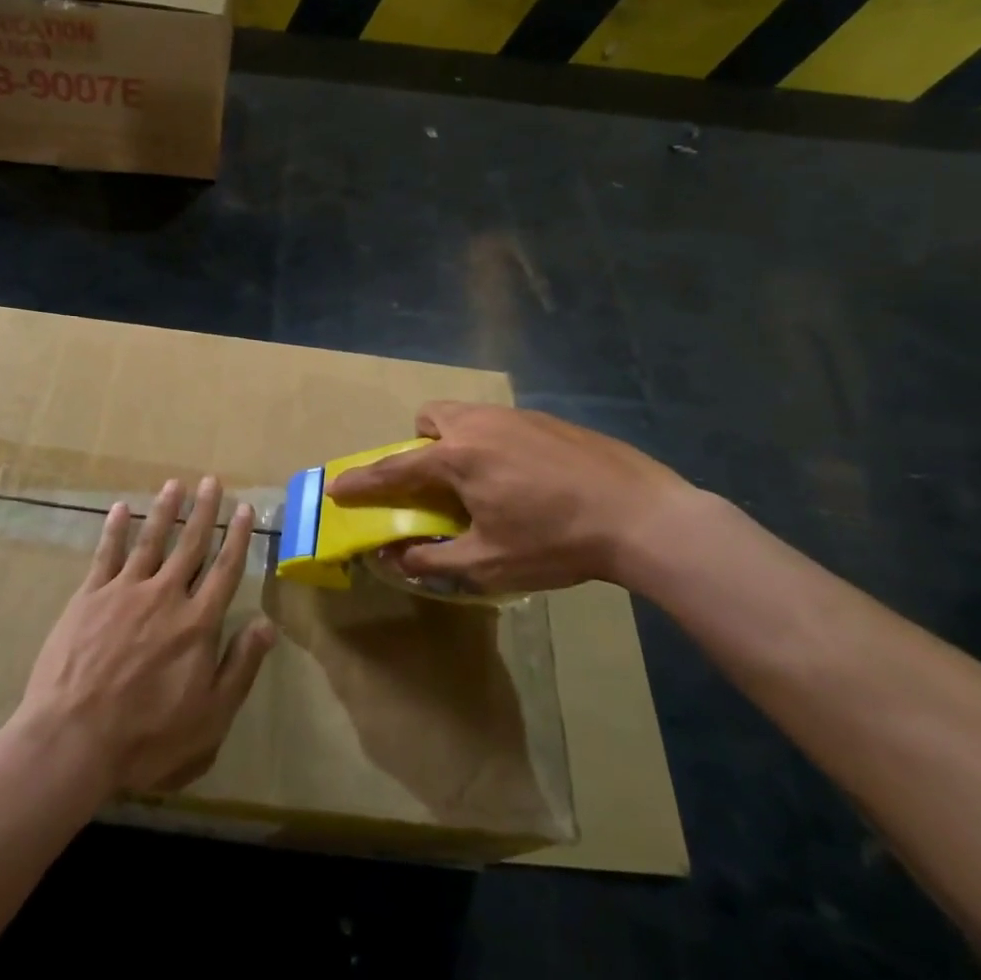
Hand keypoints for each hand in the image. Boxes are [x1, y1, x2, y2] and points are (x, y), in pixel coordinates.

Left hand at [16, 477, 275, 794]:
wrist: (73, 740)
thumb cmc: (148, 737)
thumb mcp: (210, 716)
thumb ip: (240, 666)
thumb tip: (268, 624)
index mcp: (197, 623)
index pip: (225, 570)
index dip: (237, 538)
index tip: (244, 509)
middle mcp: (165, 596)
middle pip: (190, 545)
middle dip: (204, 511)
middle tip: (211, 481)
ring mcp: (124, 592)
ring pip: (150, 541)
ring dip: (164, 511)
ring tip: (174, 483)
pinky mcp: (88, 597)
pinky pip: (106, 554)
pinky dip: (114, 530)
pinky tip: (120, 508)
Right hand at [325, 402, 696, 595]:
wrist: (642, 517)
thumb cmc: (557, 543)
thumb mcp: (489, 563)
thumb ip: (432, 558)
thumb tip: (392, 557)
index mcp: (458, 458)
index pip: (395, 469)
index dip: (362, 482)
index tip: (337, 487)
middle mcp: (481, 425)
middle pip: (431, 418)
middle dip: (421, 444)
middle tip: (438, 483)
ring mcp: (518, 417)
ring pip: (468, 416)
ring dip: (458, 442)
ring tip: (484, 482)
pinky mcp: (550, 420)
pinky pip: (502, 424)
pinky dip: (495, 444)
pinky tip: (529, 478)